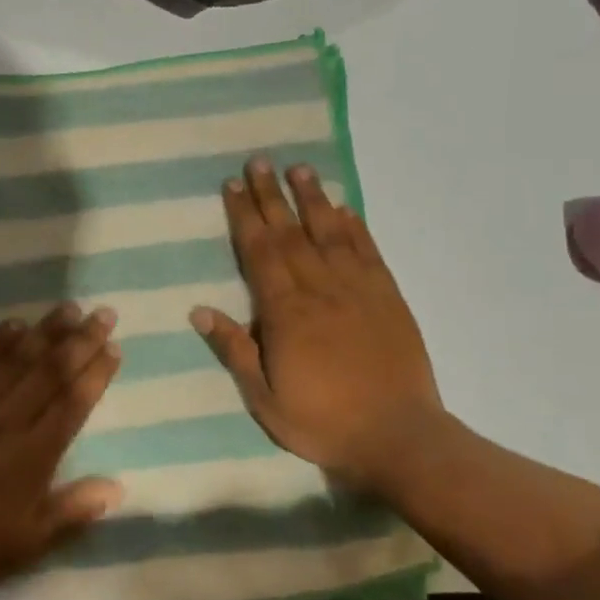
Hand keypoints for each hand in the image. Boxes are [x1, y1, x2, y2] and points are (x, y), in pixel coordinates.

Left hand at [0, 304, 122, 599]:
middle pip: (49, 372)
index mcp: (32, 457)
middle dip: (80, 340)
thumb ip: (73, 510)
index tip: (113, 348)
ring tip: (69, 308)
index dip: (96, 373)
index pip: (73, 403)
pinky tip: (13, 325)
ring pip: (15, 360)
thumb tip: (118, 486)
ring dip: (44, 332)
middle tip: (103, 313)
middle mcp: (5, 422)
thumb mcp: (29, 543)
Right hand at [190, 158, 445, 488]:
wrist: (399, 437)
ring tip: (300, 169)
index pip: (260, 252)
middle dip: (271, 195)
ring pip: (331, 233)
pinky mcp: (388, 298)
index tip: (233, 186)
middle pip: (291, 233)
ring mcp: (358, 290)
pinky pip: (368, 253)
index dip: (245, 216)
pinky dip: (356, 228)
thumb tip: (200, 310)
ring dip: (313, 199)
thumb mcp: (264, 397)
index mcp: (286, 312)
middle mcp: (320, 290)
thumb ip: (235, 349)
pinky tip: (345, 209)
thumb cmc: (322, 421)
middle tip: (259, 161)